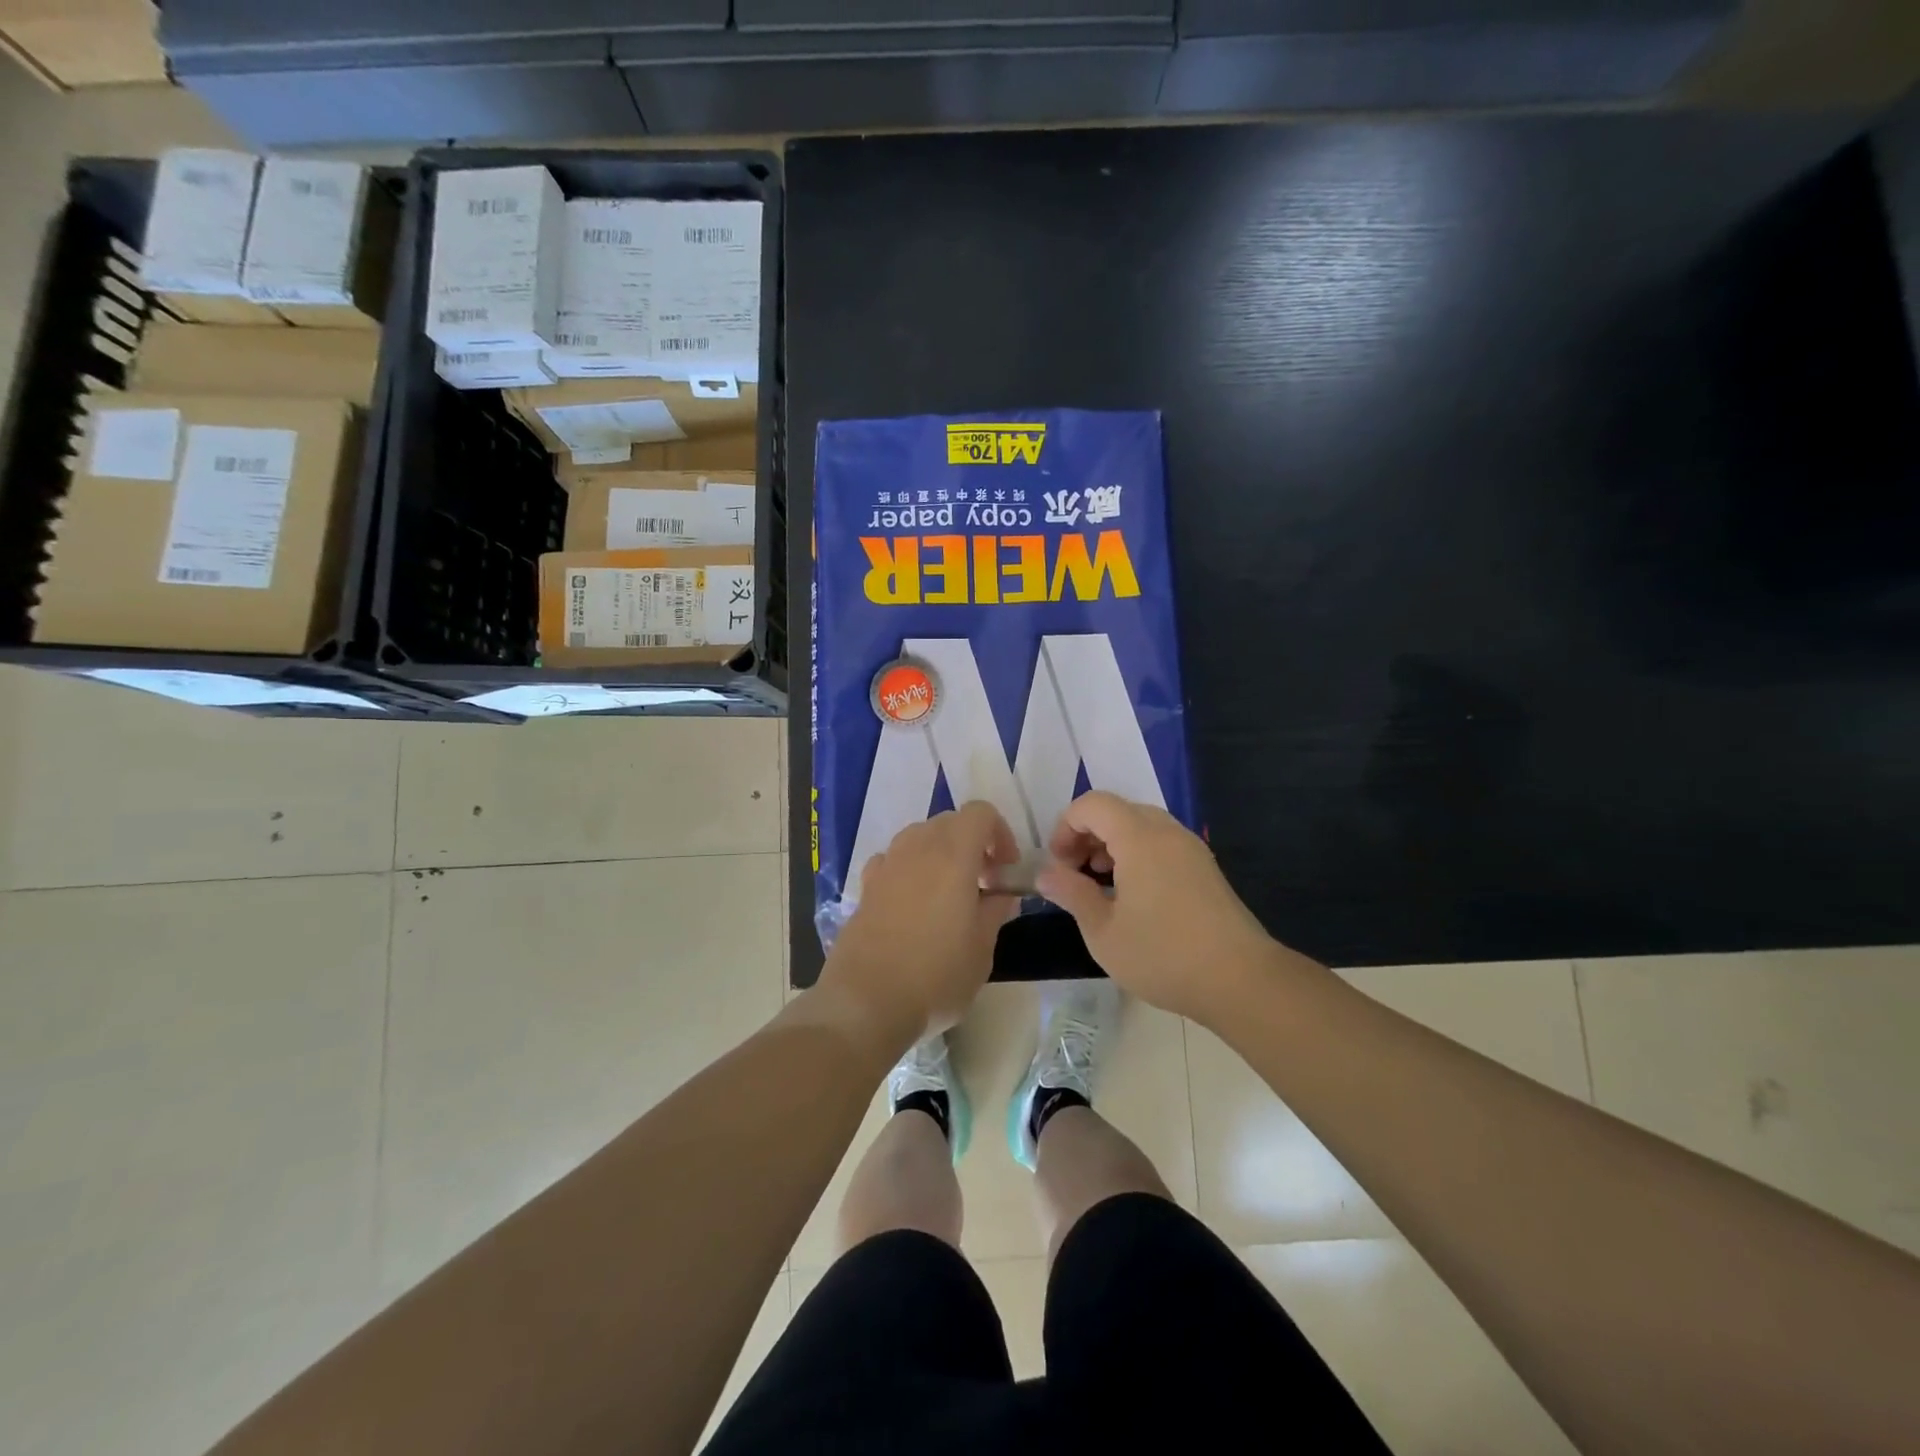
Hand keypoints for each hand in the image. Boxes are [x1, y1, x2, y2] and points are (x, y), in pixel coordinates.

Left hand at [821, 802, 1021, 1045]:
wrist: (865, 1001)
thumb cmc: (936, 975)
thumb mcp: (981, 949)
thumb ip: (995, 911)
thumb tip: (1002, 894)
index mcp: (953, 855)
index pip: (980, 813)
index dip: (1000, 833)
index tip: (1005, 870)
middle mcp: (917, 848)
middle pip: (949, 822)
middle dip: (972, 843)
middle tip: (983, 884)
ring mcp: (886, 865)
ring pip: (919, 837)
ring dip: (940, 854)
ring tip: (949, 894)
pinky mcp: (865, 886)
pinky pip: (893, 860)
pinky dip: (910, 869)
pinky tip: (913, 903)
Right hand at [1036, 791, 1278, 1023]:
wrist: (1241, 980)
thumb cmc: (1163, 955)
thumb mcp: (1103, 931)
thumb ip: (1071, 894)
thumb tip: (1045, 874)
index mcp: (1139, 837)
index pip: (1093, 804)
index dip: (1066, 827)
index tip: (1059, 865)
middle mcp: (1167, 831)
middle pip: (1117, 810)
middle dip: (1087, 834)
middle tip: (1074, 873)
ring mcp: (1191, 847)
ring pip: (1141, 825)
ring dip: (1112, 844)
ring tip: (1101, 884)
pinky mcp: (1205, 867)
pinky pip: (1161, 842)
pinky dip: (1137, 854)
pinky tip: (1133, 895)